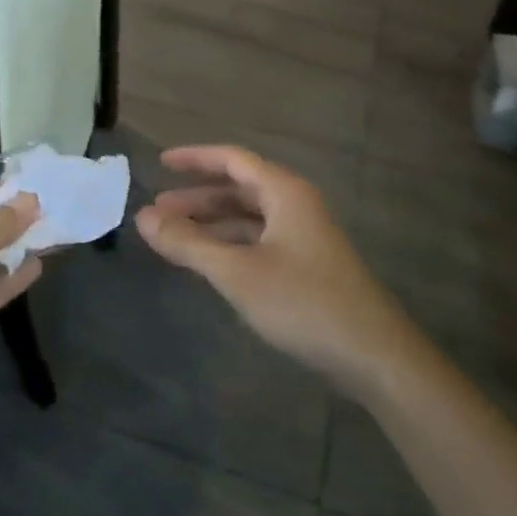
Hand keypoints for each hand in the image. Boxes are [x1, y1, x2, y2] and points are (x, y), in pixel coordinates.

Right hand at [135, 145, 400, 389]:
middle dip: (197, 197)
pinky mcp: (307, 266)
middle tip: (157, 210)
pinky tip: (209, 261)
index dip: (195, 158)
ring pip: (248, 217)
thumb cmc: (303, 303)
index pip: (232, 159)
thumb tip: (142, 217)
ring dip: (212, 222)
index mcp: (284, 193)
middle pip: (239, 187)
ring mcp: (304, 237)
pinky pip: (258, 240)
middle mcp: (295, 206)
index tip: (160, 162)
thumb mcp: (236, 272)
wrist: (374, 357)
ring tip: (174, 236)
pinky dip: (229, 244)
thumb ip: (188, 243)